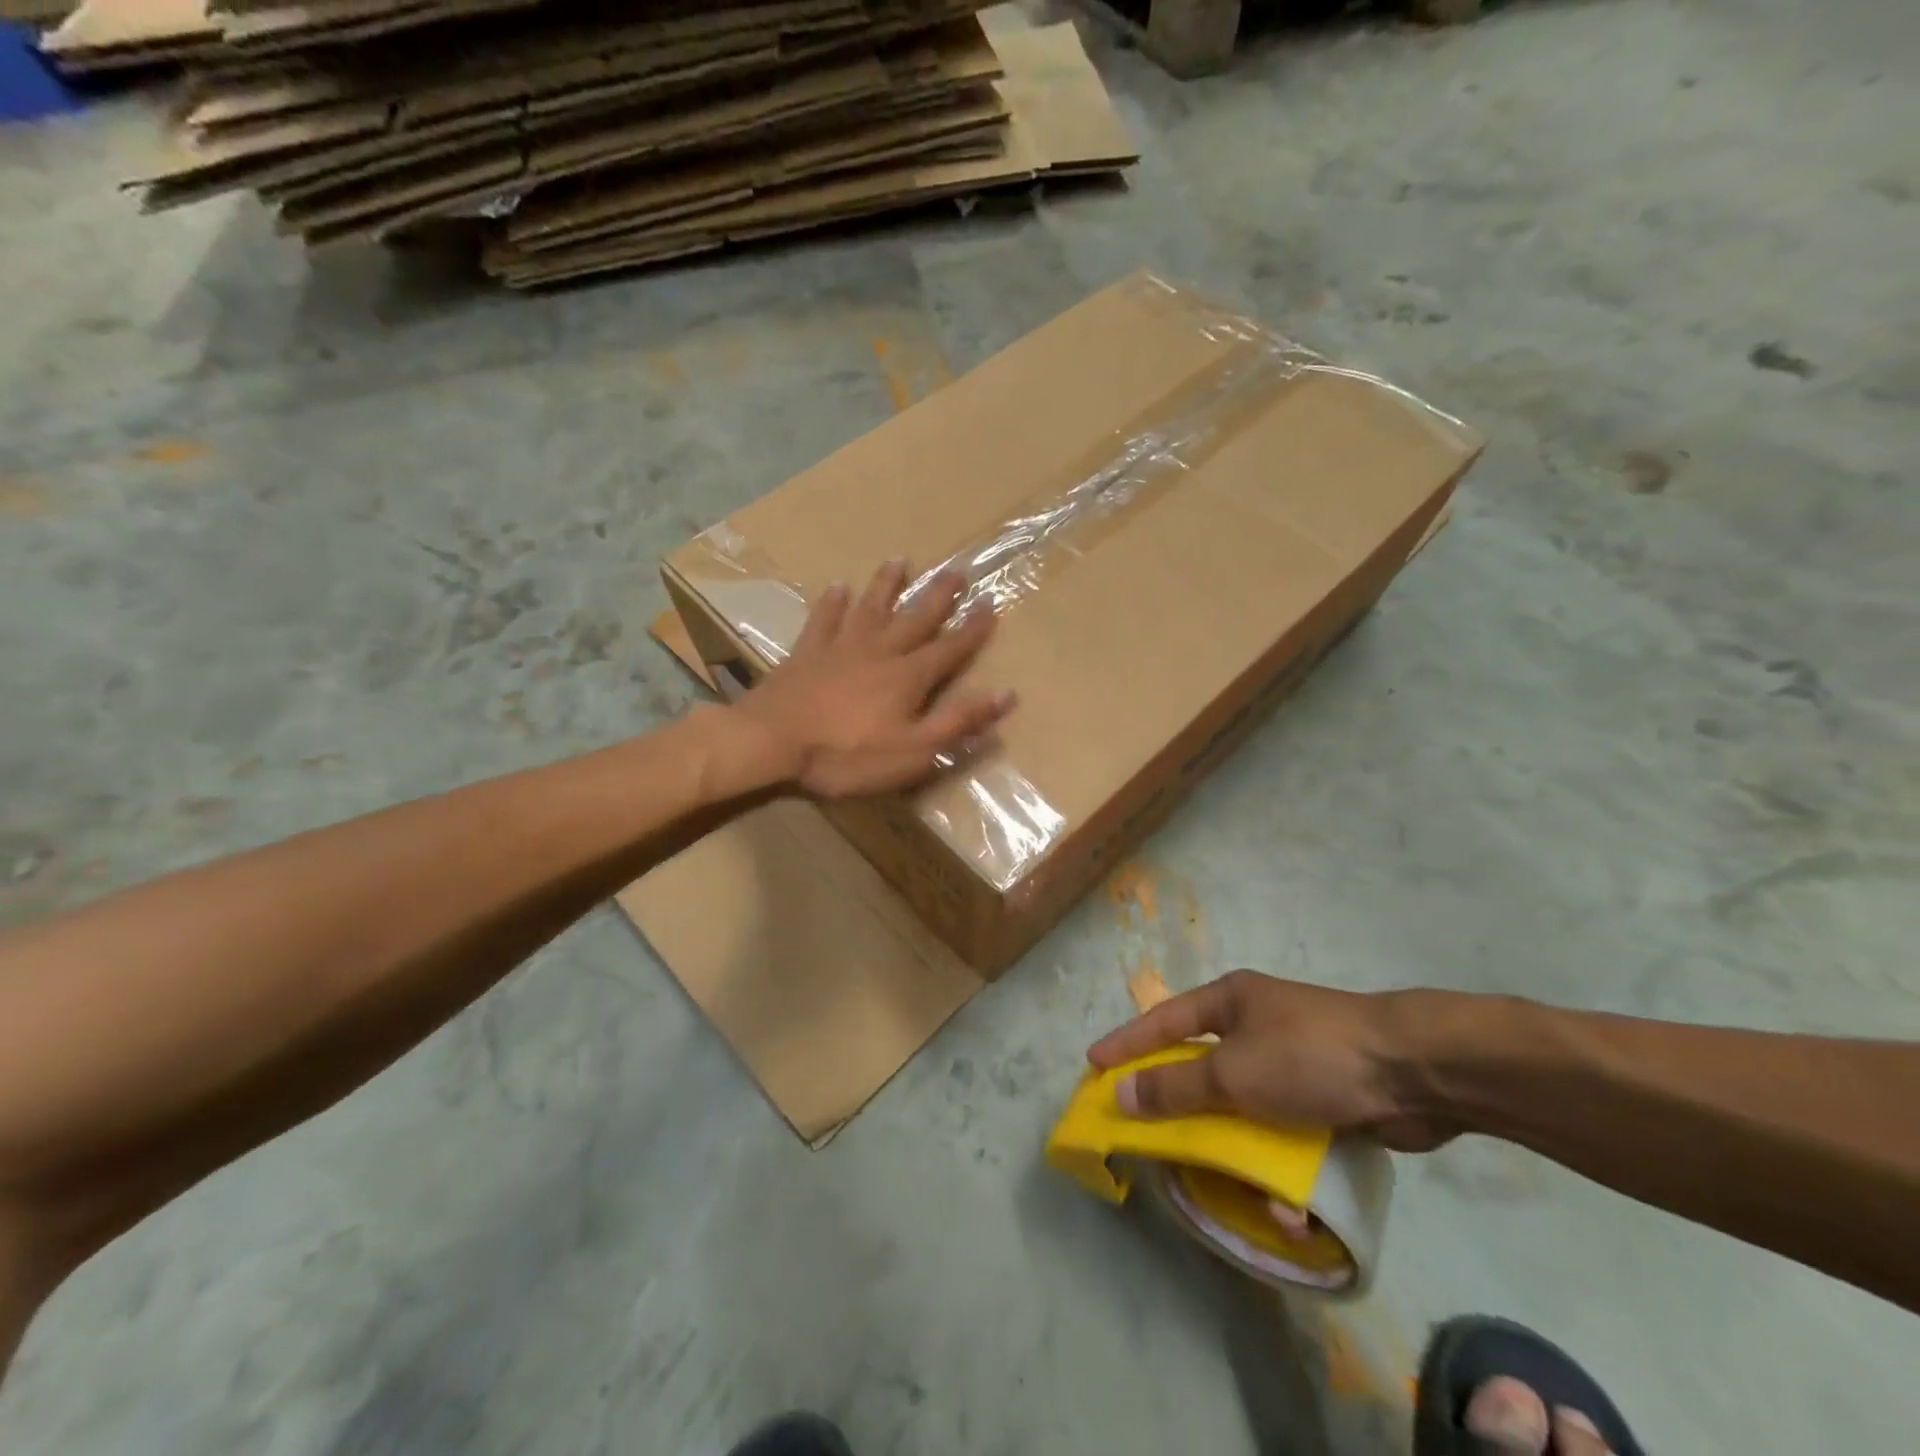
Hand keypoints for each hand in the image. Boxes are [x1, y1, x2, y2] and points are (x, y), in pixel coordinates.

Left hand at [732, 560, 1015, 798]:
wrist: (771, 742)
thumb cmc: (847, 755)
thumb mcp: (913, 751)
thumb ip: (957, 722)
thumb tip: (1005, 694)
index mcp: (908, 677)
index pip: (950, 648)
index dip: (973, 629)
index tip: (990, 604)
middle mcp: (879, 651)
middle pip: (915, 617)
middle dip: (939, 595)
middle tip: (957, 569)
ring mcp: (840, 647)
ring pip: (870, 607)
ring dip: (887, 584)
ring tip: (900, 560)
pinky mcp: (806, 652)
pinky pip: (823, 619)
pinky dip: (832, 603)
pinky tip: (838, 588)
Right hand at [1086, 970, 1454, 1151]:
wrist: (1413, 1072)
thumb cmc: (1309, 1056)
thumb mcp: (1233, 1073)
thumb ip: (1175, 1086)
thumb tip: (1120, 1093)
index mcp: (1230, 1001)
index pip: (1164, 1021)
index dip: (1127, 1043)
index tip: (1093, 1063)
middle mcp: (1256, 1025)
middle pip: (1202, 1066)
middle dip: (1181, 1104)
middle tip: (1149, 1131)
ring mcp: (1292, 1061)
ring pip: (1244, 1107)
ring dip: (1238, 1149)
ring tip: (1227, 1186)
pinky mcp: (1325, 1097)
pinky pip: (1285, 1132)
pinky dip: (1283, 1168)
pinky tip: (1291, 1211)